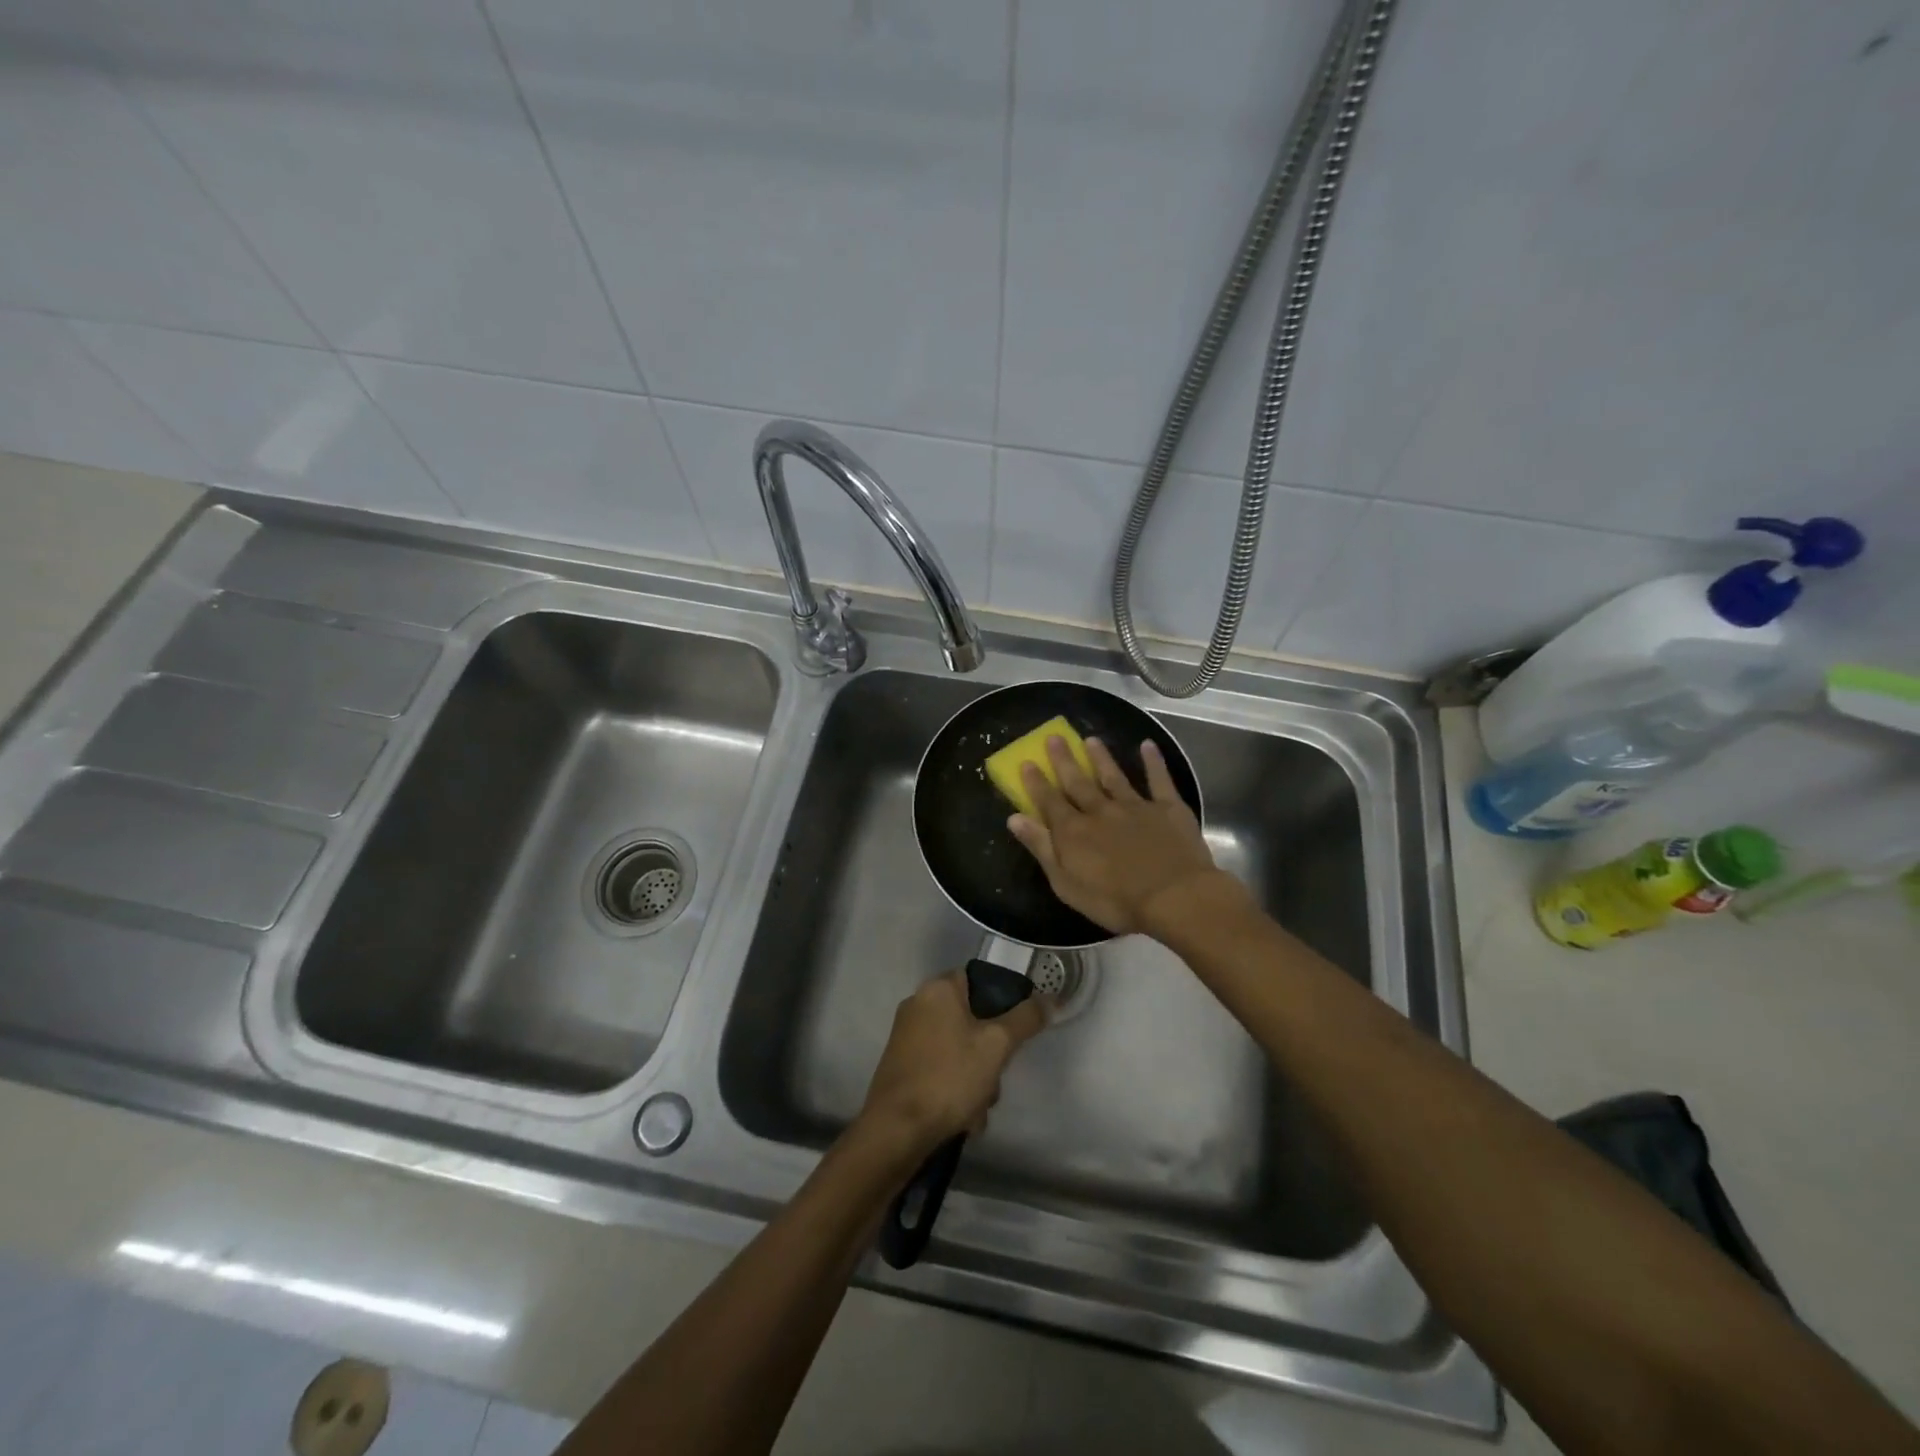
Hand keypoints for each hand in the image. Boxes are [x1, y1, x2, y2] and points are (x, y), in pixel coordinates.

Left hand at [858, 969, 1047, 1157]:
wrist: (896, 1129)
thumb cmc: (949, 1077)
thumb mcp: (997, 1046)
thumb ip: (1025, 1019)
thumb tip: (1049, 999)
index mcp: (938, 989)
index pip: (980, 980)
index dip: (1003, 1003)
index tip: (1015, 1033)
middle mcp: (918, 1004)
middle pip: (972, 1019)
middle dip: (990, 1054)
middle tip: (995, 1077)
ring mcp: (906, 1036)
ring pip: (959, 1049)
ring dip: (976, 1078)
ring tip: (978, 1108)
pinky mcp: (901, 1065)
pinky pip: (941, 1067)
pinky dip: (955, 1088)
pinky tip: (963, 1117)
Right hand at [1007, 735, 1238, 934]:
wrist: (1174, 897)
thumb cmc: (1115, 901)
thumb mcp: (1066, 883)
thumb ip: (1042, 848)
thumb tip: (1015, 818)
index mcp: (1074, 831)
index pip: (1049, 801)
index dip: (1036, 782)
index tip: (1027, 761)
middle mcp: (1101, 811)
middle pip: (1078, 782)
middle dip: (1064, 760)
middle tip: (1055, 737)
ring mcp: (1136, 806)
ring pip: (1113, 776)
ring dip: (1101, 757)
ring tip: (1091, 739)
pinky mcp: (1167, 808)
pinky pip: (1159, 780)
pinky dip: (1153, 762)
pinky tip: (1148, 745)